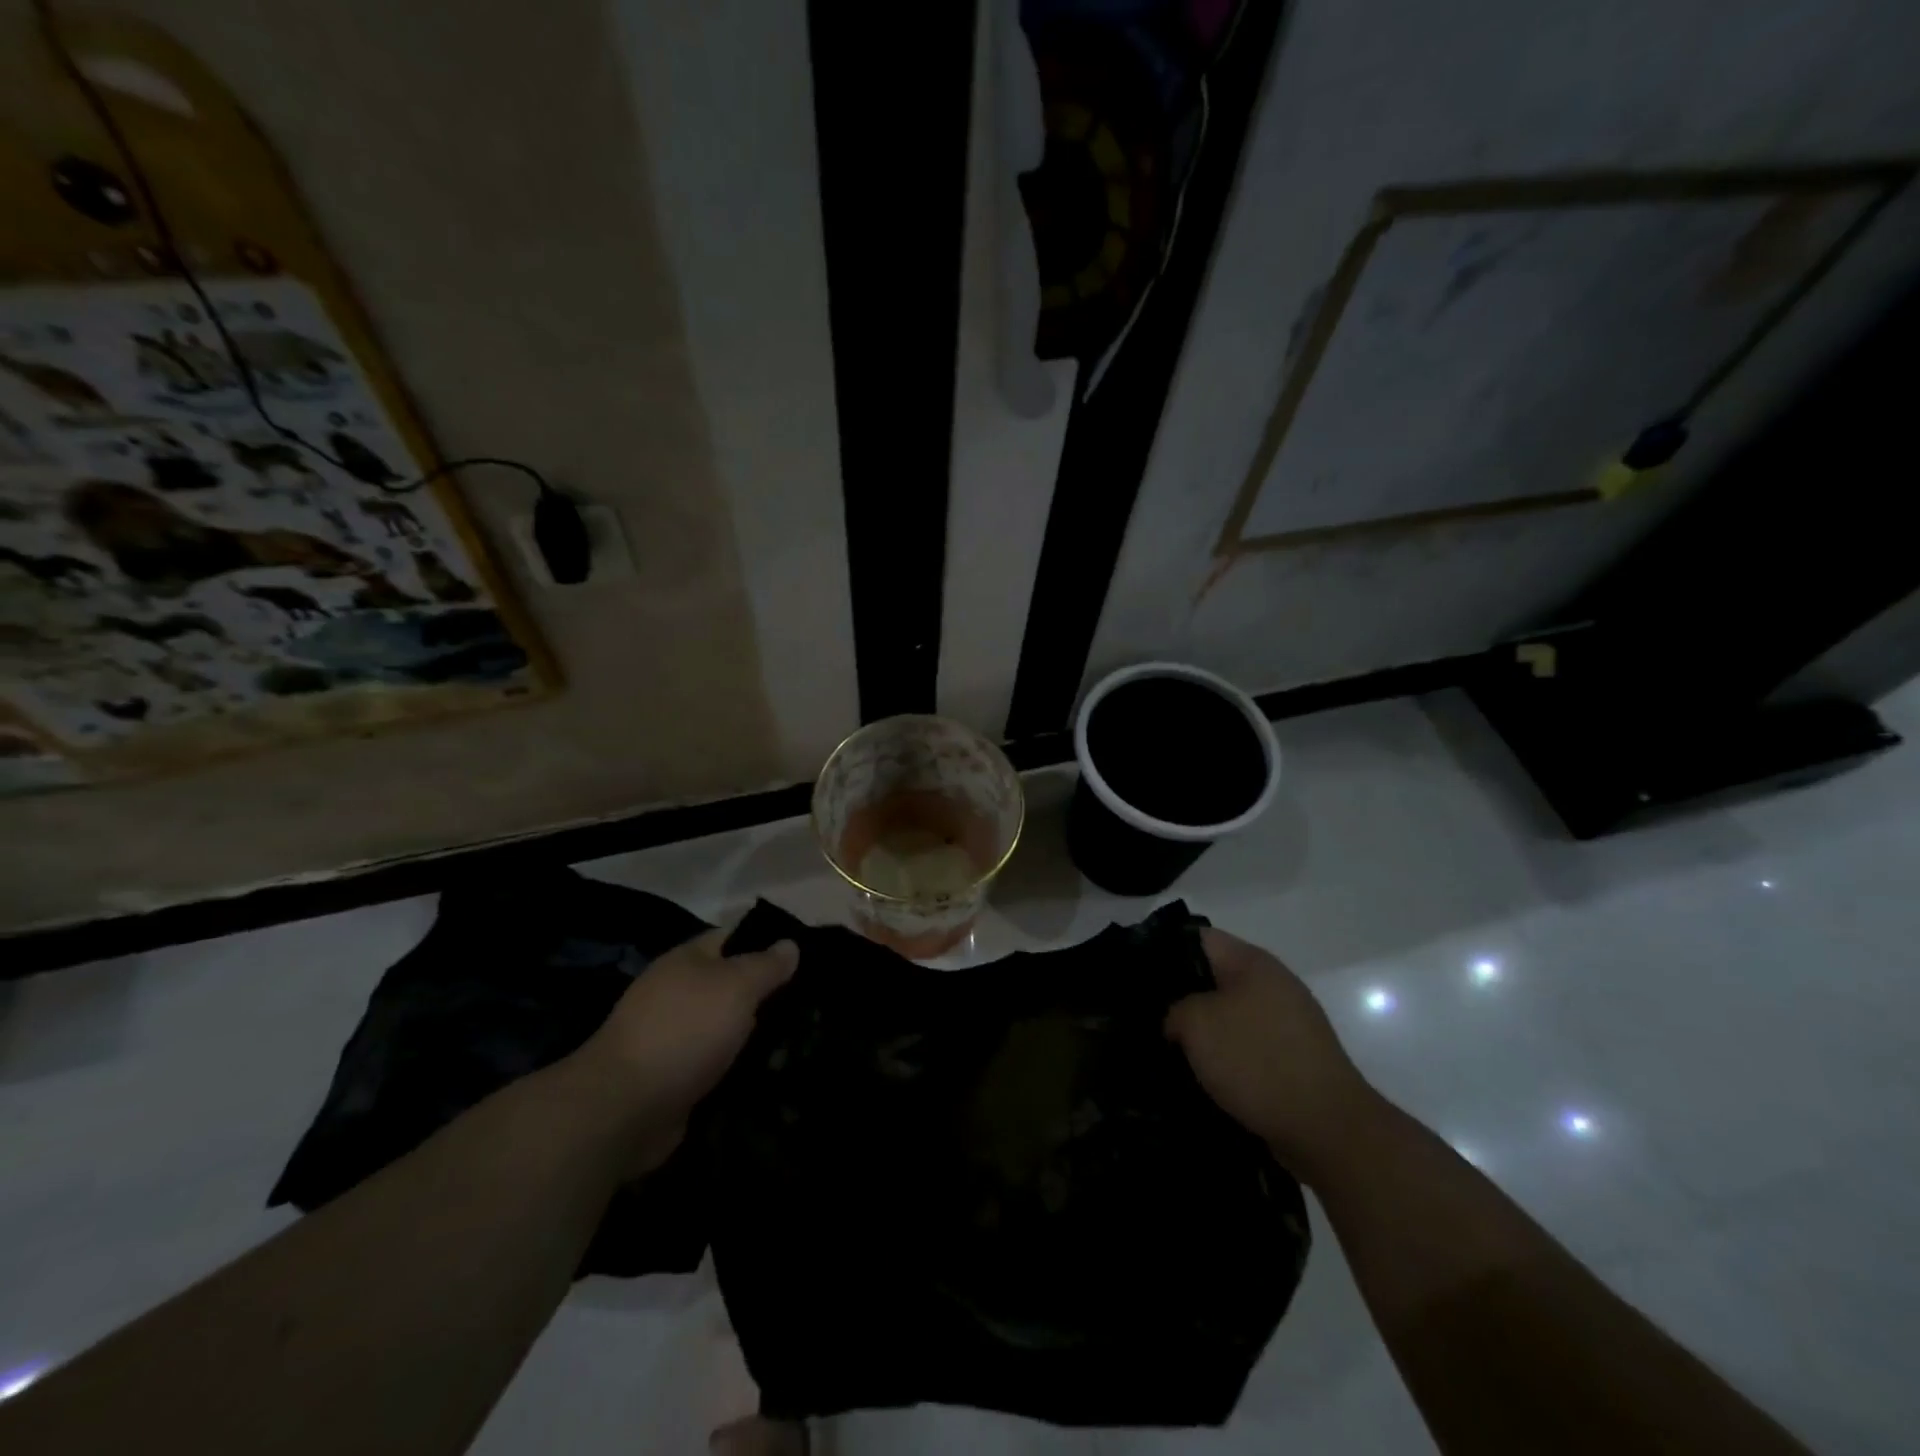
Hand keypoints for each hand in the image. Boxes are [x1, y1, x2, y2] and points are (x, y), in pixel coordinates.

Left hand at [569, 929, 797, 1173]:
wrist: (624, 1109)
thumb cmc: (684, 1031)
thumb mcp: (736, 986)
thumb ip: (766, 965)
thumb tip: (789, 944)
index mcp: (687, 960)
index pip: (735, 937)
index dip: (769, 941)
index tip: (808, 956)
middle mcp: (678, 993)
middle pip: (733, 984)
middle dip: (768, 994)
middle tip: (813, 1003)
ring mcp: (675, 1037)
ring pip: (728, 1027)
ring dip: (758, 1036)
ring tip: (802, 1040)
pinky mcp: (677, 1078)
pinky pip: (719, 1064)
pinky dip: (742, 1068)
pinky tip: (773, 1073)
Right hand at [1166, 928, 1382, 1182]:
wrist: (1328, 1129)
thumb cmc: (1258, 1061)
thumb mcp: (1196, 1024)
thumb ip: (1174, 1009)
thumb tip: (1175, 1020)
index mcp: (1252, 962)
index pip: (1197, 938)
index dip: (1163, 950)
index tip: (1136, 975)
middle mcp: (1273, 984)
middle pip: (1213, 977)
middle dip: (1180, 995)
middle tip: (1145, 1015)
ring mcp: (1287, 1023)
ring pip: (1229, 1015)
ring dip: (1202, 1031)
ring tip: (1166, 1049)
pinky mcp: (1293, 1059)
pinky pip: (1246, 1046)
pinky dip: (1224, 1057)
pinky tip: (1200, 1075)